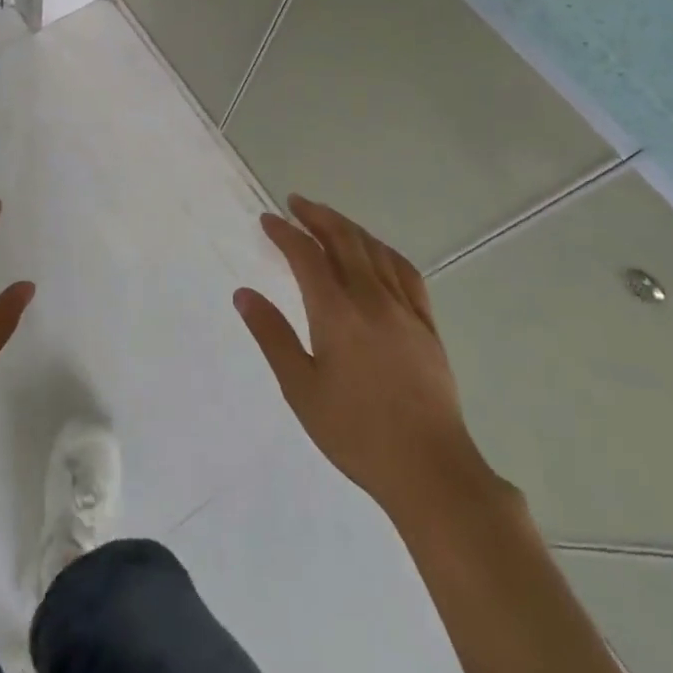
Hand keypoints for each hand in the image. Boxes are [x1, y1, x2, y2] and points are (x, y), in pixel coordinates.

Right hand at [235, 195, 508, 525]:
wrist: (429, 469)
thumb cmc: (355, 432)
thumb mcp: (300, 388)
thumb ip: (271, 335)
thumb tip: (243, 294)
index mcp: (336, 313)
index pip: (306, 255)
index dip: (285, 233)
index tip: (267, 220)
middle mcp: (371, 299)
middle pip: (344, 241)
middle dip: (317, 216)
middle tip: (295, 203)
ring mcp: (404, 310)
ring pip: (375, 251)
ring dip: (348, 227)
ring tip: (328, 219)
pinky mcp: (427, 326)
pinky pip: (406, 272)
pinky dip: (384, 251)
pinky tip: (376, 252)